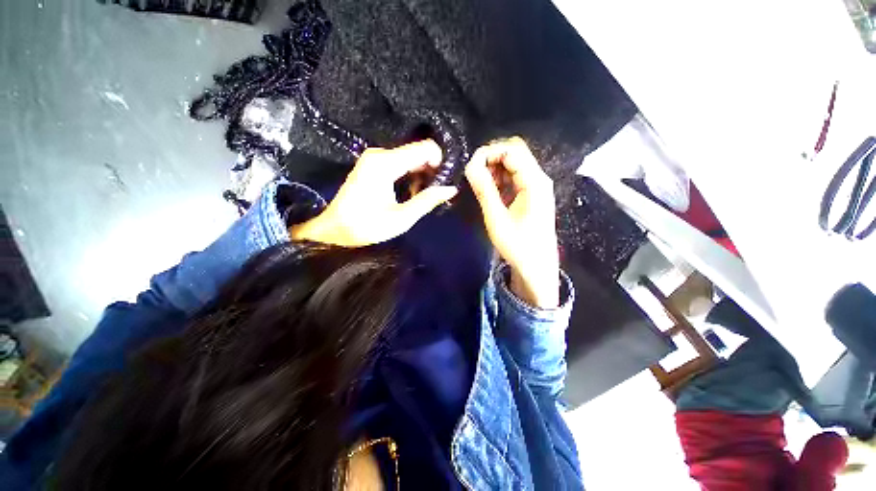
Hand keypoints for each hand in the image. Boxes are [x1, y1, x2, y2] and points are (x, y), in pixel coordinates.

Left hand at [291, 140, 457, 246]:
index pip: (424, 148)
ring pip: (410, 157)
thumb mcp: (401, 218)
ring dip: (422, 174)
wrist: (334, 229)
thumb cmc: (366, 226)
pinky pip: (400, 162)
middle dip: (431, 170)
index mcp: (386, 163)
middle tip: (436, 192)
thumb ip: (427, 201)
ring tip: (423, 195)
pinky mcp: (373, 164)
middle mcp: (380, 154)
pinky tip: (412, 191)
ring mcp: (375, 157)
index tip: (444, 181)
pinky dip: (411, 174)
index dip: (440, 162)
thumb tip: (451, 189)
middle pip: (417, 151)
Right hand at [465, 137, 559, 307]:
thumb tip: (470, 165)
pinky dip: (501, 177)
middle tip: (475, 174)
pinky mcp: (532, 193)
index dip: (489, 152)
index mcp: (534, 182)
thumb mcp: (497, 218)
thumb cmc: (518, 245)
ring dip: (495, 168)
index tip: (470, 166)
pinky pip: (515, 176)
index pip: (512, 150)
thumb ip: (484, 189)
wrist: (536, 265)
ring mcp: (537, 185)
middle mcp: (539, 178)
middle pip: (515, 152)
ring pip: (515, 163)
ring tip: (481, 183)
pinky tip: (491, 190)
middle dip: (492, 158)